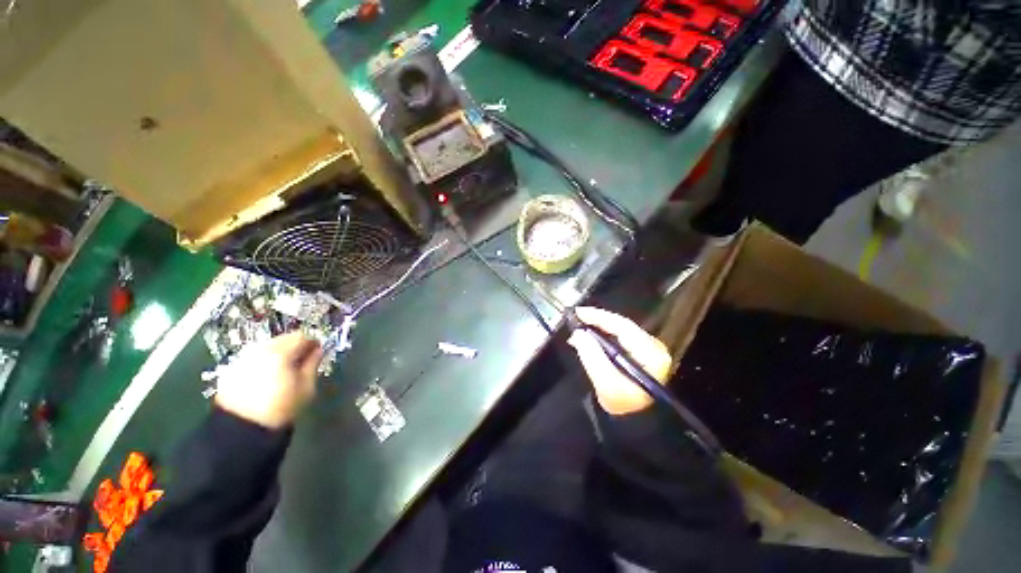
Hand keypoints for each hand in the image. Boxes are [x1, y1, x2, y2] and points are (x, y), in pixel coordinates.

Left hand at [215, 331, 323, 428]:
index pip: (301, 336)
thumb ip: (313, 364)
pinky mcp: (231, 369)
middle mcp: (259, 350)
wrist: (240, 432)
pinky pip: (253, 358)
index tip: (318, 352)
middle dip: (294, 347)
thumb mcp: (306, 386)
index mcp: (280, 352)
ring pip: (267, 347)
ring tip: (284, 370)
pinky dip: (264, 362)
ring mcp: (242, 359)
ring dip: (279, 354)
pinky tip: (267, 377)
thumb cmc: (281, 408)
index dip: (312, 342)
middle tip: (302, 361)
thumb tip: (318, 350)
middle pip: (282, 339)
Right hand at [567, 307, 671, 415]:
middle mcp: (653, 347)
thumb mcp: (606, 383)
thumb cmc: (623, 406)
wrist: (636, 425)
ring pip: (619, 332)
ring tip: (578, 328)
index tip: (578, 313)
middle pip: (621, 326)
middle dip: (597, 321)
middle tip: (575, 319)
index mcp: (651, 352)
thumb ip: (592, 356)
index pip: (623, 326)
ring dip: (597, 328)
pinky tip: (588, 339)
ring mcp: (647, 350)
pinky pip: (618, 339)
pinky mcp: (639, 355)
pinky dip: (602, 337)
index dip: (599, 317)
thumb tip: (578, 333)